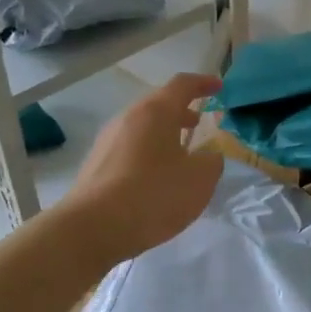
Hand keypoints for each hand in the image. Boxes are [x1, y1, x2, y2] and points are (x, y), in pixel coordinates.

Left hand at [59, 72, 224, 266]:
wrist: (92, 228)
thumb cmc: (153, 194)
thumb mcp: (200, 179)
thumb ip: (211, 161)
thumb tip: (207, 156)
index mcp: (156, 112)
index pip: (182, 85)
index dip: (203, 83)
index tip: (218, 87)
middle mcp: (128, 118)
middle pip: (158, 105)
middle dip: (181, 111)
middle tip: (199, 123)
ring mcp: (107, 141)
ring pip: (142, 128)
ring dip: (164, 134)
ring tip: (180, 154)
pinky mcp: (96, 165)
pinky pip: (129, 149)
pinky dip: (148, 153)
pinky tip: (156, 178)